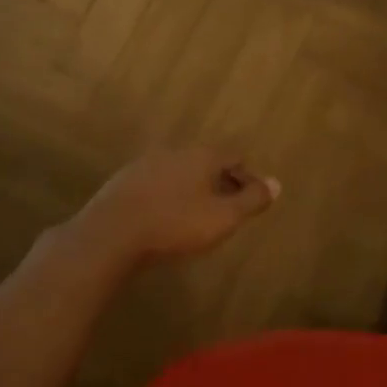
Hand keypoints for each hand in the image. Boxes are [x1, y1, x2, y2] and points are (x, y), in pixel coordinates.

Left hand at [71, 148, 280, 263]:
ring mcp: (144, 164)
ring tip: (196, 216)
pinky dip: (167, 197)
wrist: (109, 236)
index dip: (247, 177)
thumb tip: (277, 183)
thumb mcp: (223, 218)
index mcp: (202, 155)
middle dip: (219, 182)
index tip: (252, 200)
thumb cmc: (175, 225)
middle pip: (206, 161)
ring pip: (179, 172)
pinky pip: (155, 185)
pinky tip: (164, 219)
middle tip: (226, 209)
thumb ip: (252, 200)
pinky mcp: (121, 182)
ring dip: (191, 189)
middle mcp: (174, 151)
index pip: (234, 156)